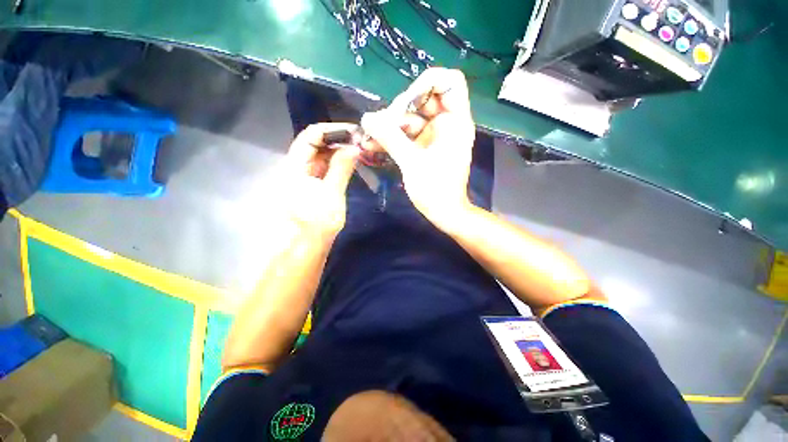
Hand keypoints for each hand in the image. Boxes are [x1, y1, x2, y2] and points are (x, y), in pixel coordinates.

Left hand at [281, 123, 359, 240]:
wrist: (310, 243)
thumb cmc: (319, 221)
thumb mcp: (332, 192)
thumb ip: (342, 168)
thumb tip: (354, 147)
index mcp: (294, 166)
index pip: (310, 136)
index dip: (331, 130)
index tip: (353, 131)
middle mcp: (296, 166)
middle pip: (314, 143)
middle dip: (337, 140)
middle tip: (359, 140)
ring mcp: (304, 174)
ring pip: (320, 154)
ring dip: (338, 150)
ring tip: (357, 149)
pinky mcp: (312, 183)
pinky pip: (323, 166)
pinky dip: (336, 162)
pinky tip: (350, 161)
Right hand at [360, 68, 474, 229]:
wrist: (443, 212)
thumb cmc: (435, 190)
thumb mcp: (411, 162)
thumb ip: (390, 138)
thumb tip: (367, 118)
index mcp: (455, 121)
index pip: (449, 82)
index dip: (427, 83)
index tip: (406, 102)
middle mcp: (446, 123)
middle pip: (423, 99)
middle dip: (400, 109)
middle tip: (380, 125)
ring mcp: (434, 135)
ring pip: (410, 118)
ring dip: (390, 125)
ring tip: (369, 136)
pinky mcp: (424, 146)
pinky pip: (407, 134)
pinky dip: (392, 137)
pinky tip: (373, 144)